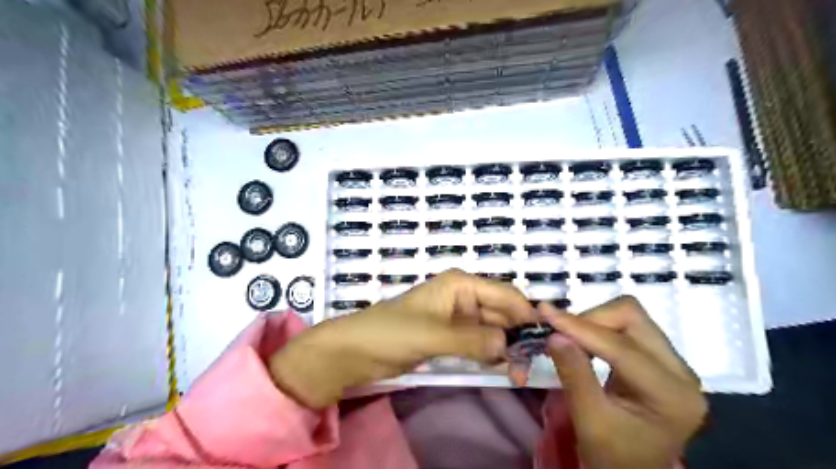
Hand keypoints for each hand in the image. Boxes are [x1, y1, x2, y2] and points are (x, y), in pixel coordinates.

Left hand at [270, 270, 534, 408]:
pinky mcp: (452, 336)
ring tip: (518, 372)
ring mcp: (458, 317)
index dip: (526, 314)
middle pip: (502, 312)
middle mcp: (464, 296)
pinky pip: (480, 342)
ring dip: (507, 347)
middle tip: (530, 364)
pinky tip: (503, 368)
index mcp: (460, 284)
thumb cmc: (390, 332)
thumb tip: (509, 345)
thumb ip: (472, 339)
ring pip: (493, 329)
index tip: (545, 339)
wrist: (355, 350)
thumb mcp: (433, 335)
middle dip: (517, 335)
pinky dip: (492, 353)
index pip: (504, 294)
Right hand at [538, 297, 706, 468]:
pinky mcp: (659, 359)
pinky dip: (599, 328)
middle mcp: (681, 372)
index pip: (622, 347)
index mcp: (672, 395)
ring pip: (630, 316)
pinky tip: (583, 342)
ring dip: (594, 321)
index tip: (545, 313)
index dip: (580, 327)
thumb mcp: (589, 421)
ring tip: (569, 338)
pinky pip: (627, 327)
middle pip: (633, 318)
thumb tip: (555, 335)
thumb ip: (574, 375)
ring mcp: (673, 363)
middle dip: (590, 320)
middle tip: (559, 332)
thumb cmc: (612, 456)